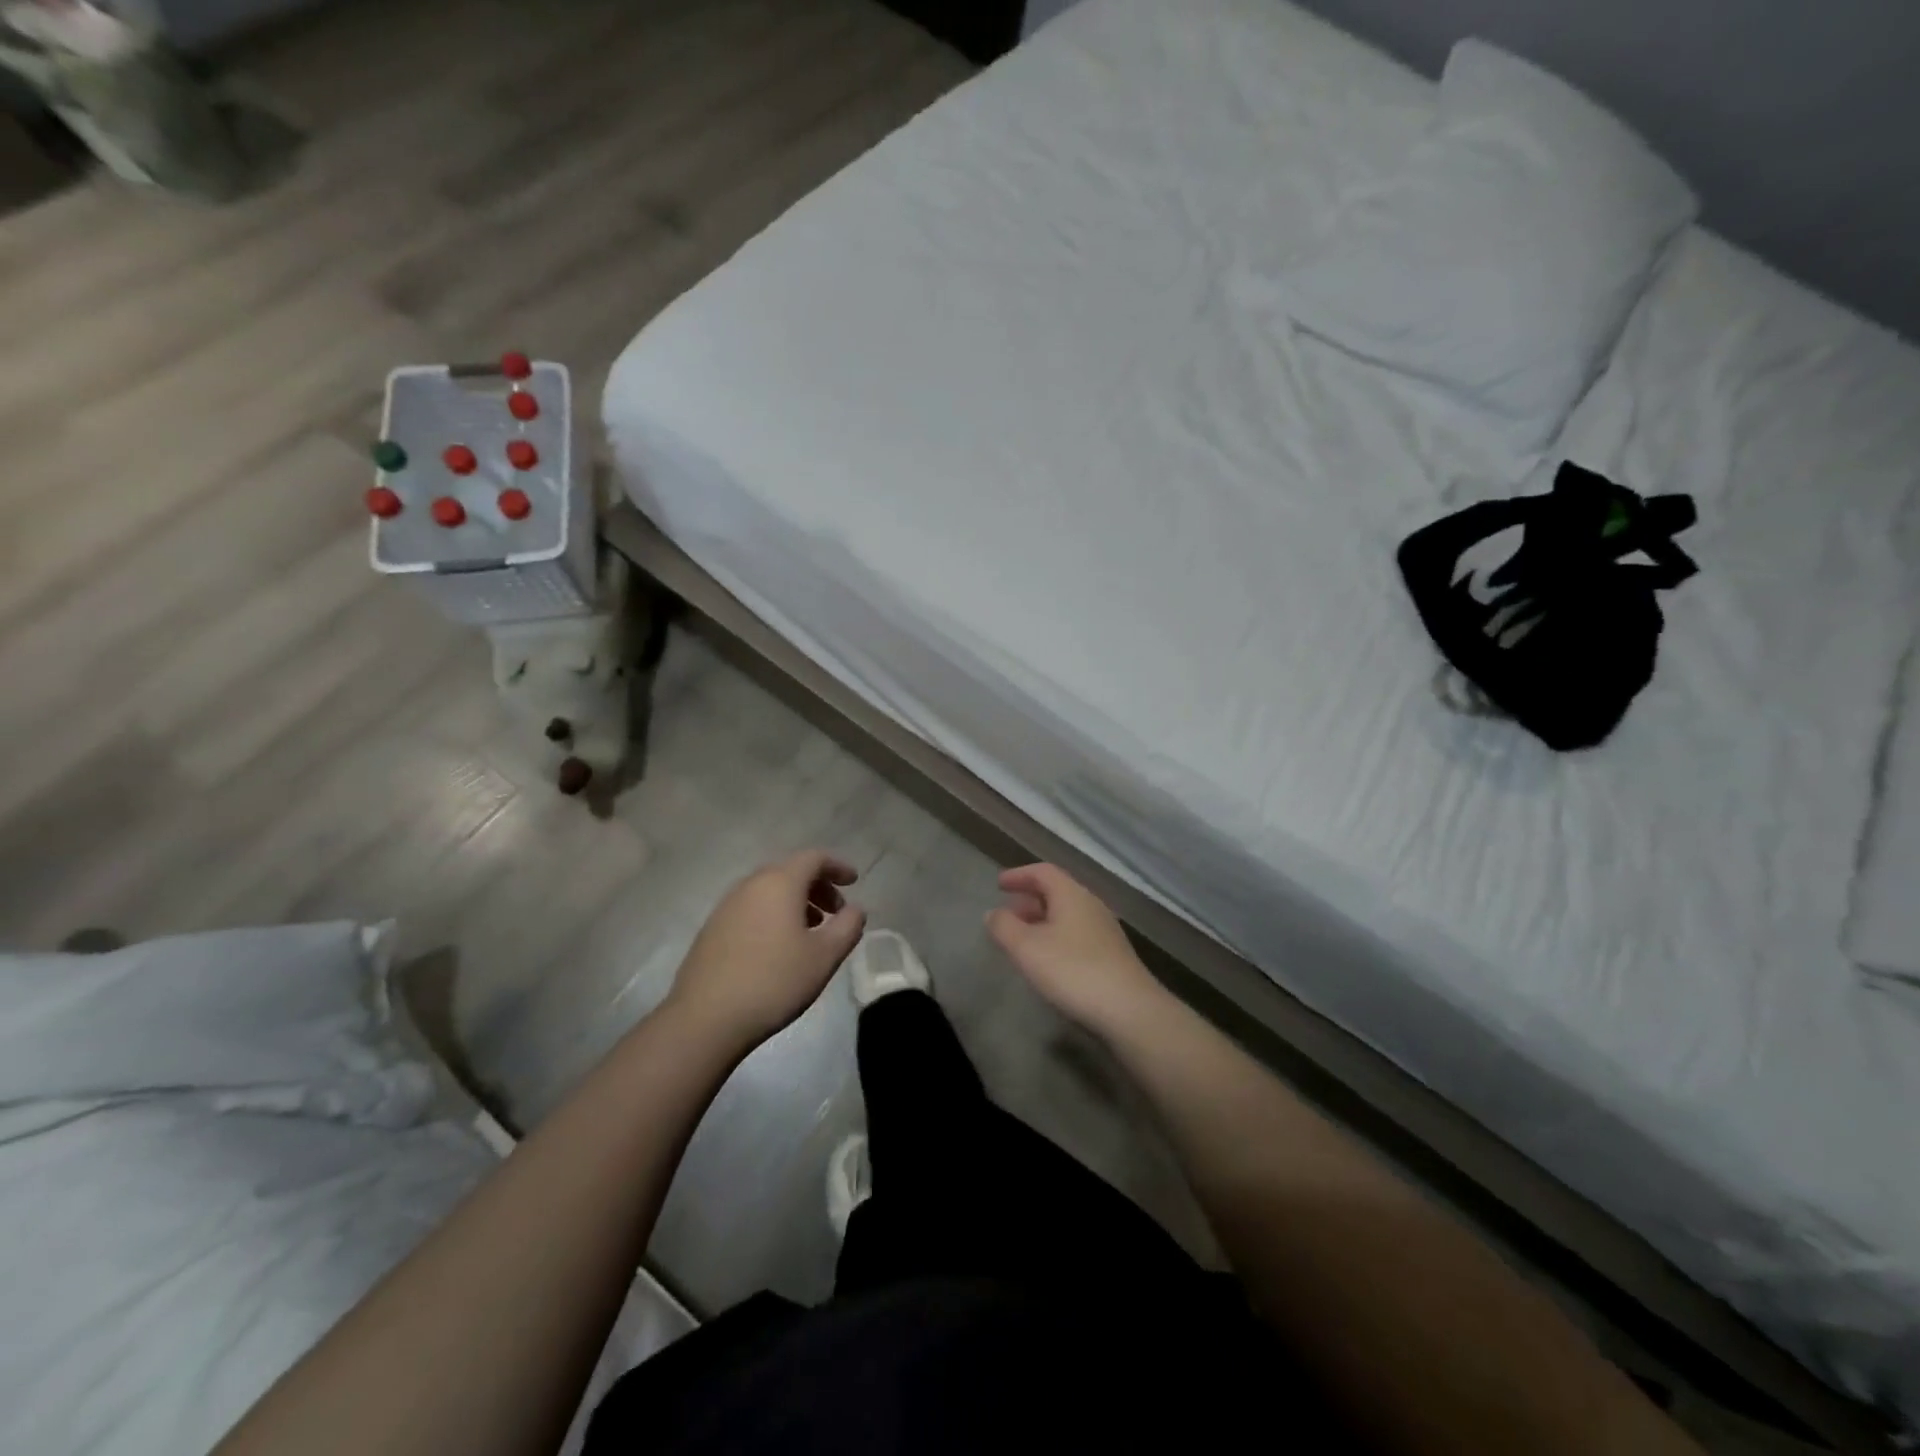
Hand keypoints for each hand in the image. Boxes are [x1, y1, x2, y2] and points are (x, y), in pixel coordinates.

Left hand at [668, 850, 866, 1049]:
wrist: (705, 1018)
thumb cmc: (774, 981)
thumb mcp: (824, 956)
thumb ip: (848, 926)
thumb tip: (855, 909)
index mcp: (779, 883)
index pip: (813, 858)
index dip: (837, 866)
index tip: (854, 882)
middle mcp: (750, 885)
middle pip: (790, 871)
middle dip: (818, 886)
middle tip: (836, 911)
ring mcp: (726, 906)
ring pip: (769, 891)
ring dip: (796, 902)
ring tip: (811, 931)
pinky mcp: (712, 929)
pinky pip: (752, 908)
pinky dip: (773, 915)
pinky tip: (779, 947)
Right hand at [986, 863, 1163, 1032]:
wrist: (1129, 1010)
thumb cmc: (1072, 970)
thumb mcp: (1026, 948)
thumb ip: (1004, 927)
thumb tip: (994, 913)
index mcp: (1071, 894)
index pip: (1043, 872)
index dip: (1019, 875)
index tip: (999, 884)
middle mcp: (1091, 906)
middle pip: (1057, 892)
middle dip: (1029, 899)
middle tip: (1008, 913)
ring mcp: (1105, 931)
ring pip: (1067, 915)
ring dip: (1042, 921)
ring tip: (1023, 939)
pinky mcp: (1112, 956)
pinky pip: (1077, 935)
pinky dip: (1056, 938)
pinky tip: (1048, 961)